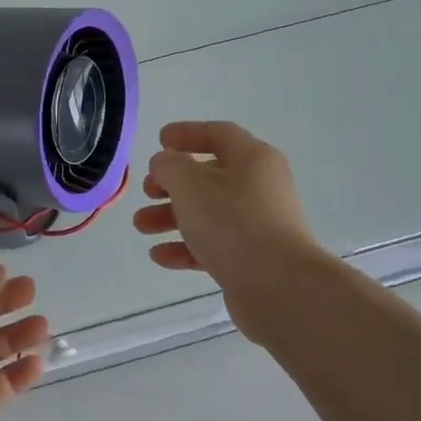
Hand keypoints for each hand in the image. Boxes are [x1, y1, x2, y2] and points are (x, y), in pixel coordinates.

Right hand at [132, 120, 322, 335]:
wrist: (279, 287)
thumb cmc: (232, 222)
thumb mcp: (190, 184)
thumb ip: (170, 166)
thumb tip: (165, 163)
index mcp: (253, 159)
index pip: (218, 133)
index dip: (186, 133)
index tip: (159, 140)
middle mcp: (259, 187)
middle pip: (209, 176)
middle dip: (171, 183)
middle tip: (147, 191)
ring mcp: (257, 224)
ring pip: (207, 212)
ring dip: (170, 216)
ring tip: (141, 226)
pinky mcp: (252, 258)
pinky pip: (213, 245)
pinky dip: (185, 246)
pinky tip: (159, 256)